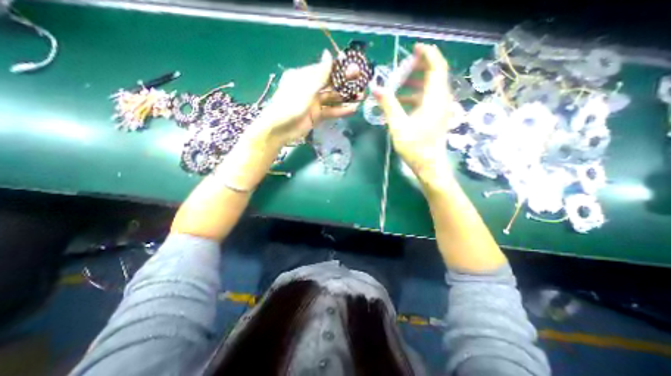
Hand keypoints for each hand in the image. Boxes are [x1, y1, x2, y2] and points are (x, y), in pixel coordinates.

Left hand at [256, 49, 361, 147]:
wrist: (280, 129)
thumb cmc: (290, 105)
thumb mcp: (305, 87)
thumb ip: (319, 73)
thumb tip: (328, 54)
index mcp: (305, 76)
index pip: (326, 70)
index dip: (340, 69)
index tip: (355, 68)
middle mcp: (311, 88)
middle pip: (331, 84)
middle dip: (346, 83)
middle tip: (362, 82)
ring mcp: (314, 103)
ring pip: (333, 98)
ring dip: (346, 98)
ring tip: (361, 97)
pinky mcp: (317, 115)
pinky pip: (331, 111)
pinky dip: (341, 110)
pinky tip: (352, 109)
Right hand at [372, 42, 456, 183]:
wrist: (429, 166)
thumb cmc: (415, 147)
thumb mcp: (398, 126)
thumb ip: (388, 106)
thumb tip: (376, 89)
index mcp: (435, 99)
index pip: (437, 67)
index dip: (428, 54)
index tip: (415, 47)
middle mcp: (441, 101)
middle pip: (435, 75)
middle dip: (420, 67)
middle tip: (403, 66)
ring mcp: (441, 110)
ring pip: (431, 88)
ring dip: (416, 83)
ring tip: (399, 84)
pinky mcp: (437, 117)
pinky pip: (429, 99)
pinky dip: (417, 96)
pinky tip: (402, 102)